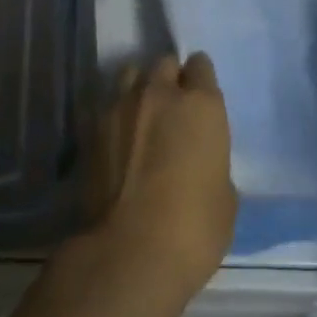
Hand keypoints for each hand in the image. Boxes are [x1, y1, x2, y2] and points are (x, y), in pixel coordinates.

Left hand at [91, 53, 237, 303]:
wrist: (130, 252)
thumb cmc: (194, 228)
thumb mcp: (225, 197)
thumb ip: (213, 164)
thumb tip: (201, 164)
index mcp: (202, 105)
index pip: (201, 66)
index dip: (200, 80)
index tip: (200, 99)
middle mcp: (160, 94)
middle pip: (164, 64)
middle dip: (169, 79)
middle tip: (172, 108)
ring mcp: (121, 107)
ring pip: (131, 75)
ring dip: (139, 88)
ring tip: (140, 116)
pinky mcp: (91, 129)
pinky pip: (107, 106)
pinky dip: (114, 115)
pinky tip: (117, 140)